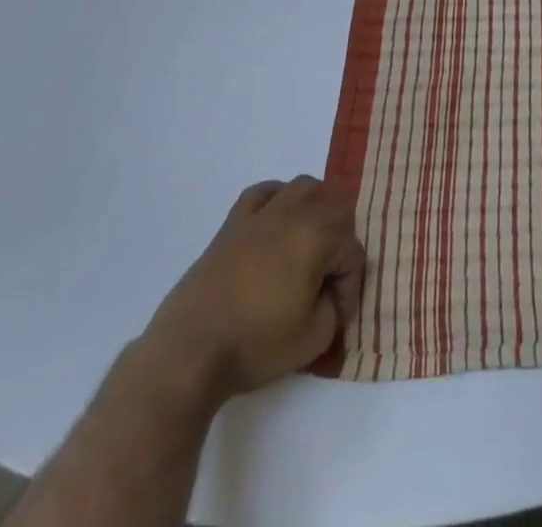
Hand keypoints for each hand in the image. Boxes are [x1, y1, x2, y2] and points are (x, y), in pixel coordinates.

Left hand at [141, 177, 365, 406]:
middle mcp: (295, 213)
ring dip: (316, 210)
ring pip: (304, 187)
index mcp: (319, 236)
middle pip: (337, 207)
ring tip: (310, 243)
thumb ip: (334, 310)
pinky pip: (263, 192)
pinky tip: (276, 222)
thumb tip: (328, 296)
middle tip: (329, 279)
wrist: (188, 354)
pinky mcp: (233, 224)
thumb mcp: (313, 340)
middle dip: (341, 242)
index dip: (350, 287)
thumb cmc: (255, 345)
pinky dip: (277, 199)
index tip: (337, 318)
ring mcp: (262, 214)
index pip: (353, 252)